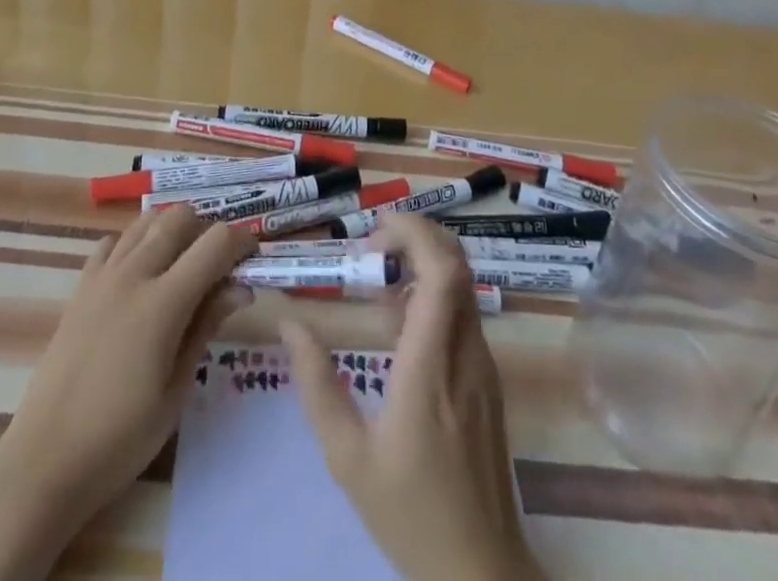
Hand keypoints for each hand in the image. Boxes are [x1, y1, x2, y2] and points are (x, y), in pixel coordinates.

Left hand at [0, 206, 256, 580]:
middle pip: (180, 217)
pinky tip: (140, 274)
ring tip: (182, 264)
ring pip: (146, 221)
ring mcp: (103, 276)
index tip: (252, 258)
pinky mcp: (80, 287)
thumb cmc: (121, 438)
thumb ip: (206, 327)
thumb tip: (241, 287)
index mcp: (163, 301)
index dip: (241, 241)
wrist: (45, 461)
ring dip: (171, 229)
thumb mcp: (176, 390)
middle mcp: (134, 274)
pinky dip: (134, 243)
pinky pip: (112, 242)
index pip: (215, 243)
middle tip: (218, 264)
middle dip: (207, 229)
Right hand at [282, 215, 544, 580]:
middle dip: (417, 237)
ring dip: (423, 265)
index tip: (376, 231)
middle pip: (457, 265)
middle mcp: (466, 353)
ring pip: (462, 286)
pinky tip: (398, 324)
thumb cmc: (410, 514)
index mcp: (431, 367)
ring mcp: (483, 365)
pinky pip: (462, 314)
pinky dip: (433, 296)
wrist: (482, 573)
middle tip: (372, 249)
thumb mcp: (348, 457)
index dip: (415, 235)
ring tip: (377, 282)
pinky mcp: (487, 379)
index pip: (442, 274)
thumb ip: (317, 386)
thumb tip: (290, 324)